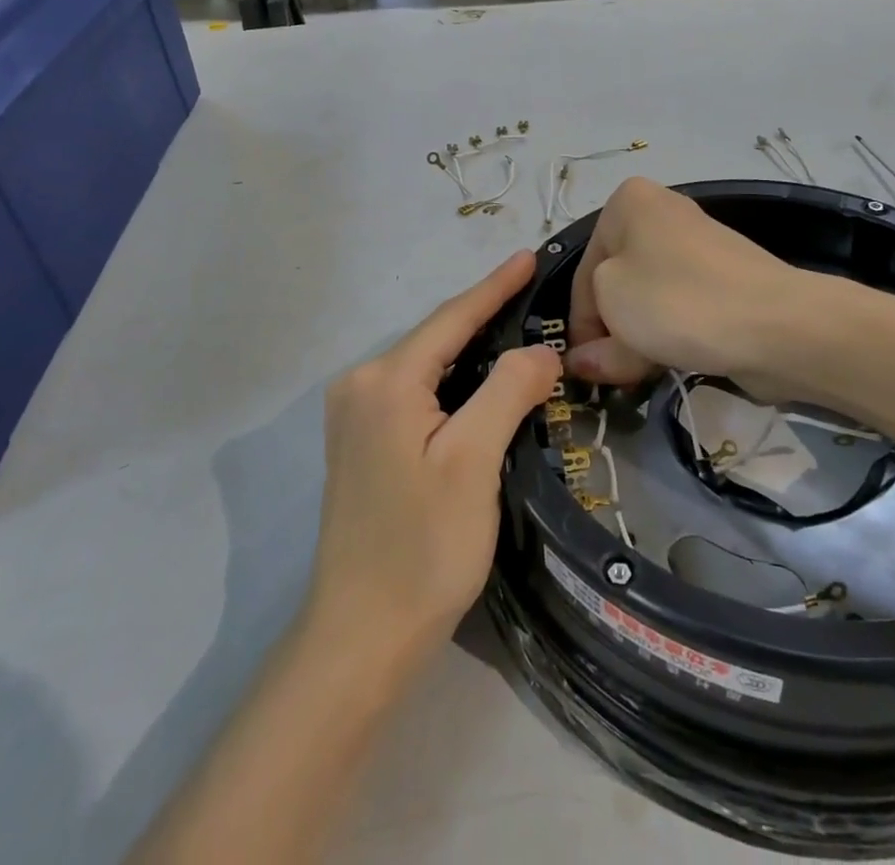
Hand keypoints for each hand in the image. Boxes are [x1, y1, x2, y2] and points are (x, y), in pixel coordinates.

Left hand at [306, 251, 560, 673]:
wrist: (360, 637)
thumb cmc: (422, 548)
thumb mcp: (473, 462)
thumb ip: (507, 391)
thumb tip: (540, 351)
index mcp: (385, 381)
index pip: (451, 318)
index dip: (494, 286)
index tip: (528, 256)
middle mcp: (361, 386)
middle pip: (435, 337)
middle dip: (485, 315)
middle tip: (534, 293)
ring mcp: (355, 415)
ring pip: (427, 365)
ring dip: (470, 348)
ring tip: (517, 326)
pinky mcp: (361, 442)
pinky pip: (416, 391)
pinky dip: (452, 379)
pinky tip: (480, 379)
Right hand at [567, 178, 802, 386]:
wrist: (777, 323)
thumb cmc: (677, 300)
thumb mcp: (614, 311)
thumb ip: (591, 339)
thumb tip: (584, 361)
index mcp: (628, 202)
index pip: (584, 269)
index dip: (579, 322)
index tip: (580, 365)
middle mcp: (661, 214)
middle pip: (616, 283)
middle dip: (609, 330)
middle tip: (607, 374)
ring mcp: (697, 247)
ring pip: (647, 299)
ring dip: (636, 337)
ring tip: (638, 375)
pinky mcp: (723, 279)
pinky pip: (680, 306)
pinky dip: (669, 334)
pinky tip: (666, 362)